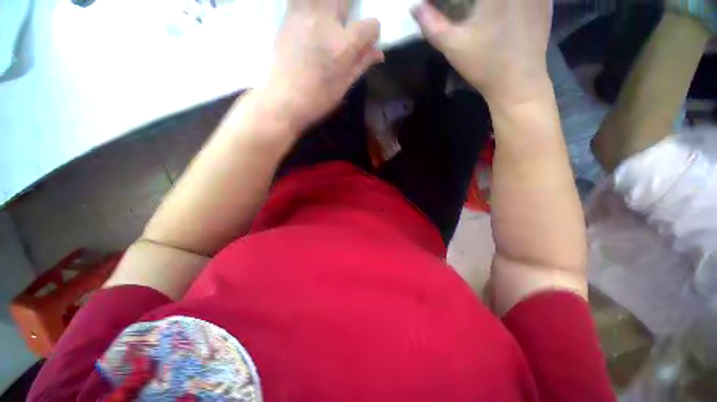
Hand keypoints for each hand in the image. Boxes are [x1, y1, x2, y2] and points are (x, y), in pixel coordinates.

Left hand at [263, 0, 383, 131]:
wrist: (285, 99)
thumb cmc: (318, 99)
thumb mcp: (344, 86)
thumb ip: (362, 64)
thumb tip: (380, 53)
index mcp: (343, 46)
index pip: (371, 25)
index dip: (373, 33)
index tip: (368, 41)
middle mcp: (326, 23)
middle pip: (346, 0)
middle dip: (350, 10)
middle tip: (345, 26)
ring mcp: (305, 15)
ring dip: (331, 5)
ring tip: (329, 21)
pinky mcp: (289, 15)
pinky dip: (311, 4)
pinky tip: (313, 19)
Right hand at [412, 0, 552, 105]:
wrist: (519, 83)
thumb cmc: (485, 65)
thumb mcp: (453, 46)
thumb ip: (431, 25)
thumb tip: (415, 7)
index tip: (446, 5)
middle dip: (469, 3)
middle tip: (462, 9)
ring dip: (488, 4)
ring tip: (482, 14)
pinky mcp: (546, 2)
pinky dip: (509, 4)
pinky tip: (503, 13)